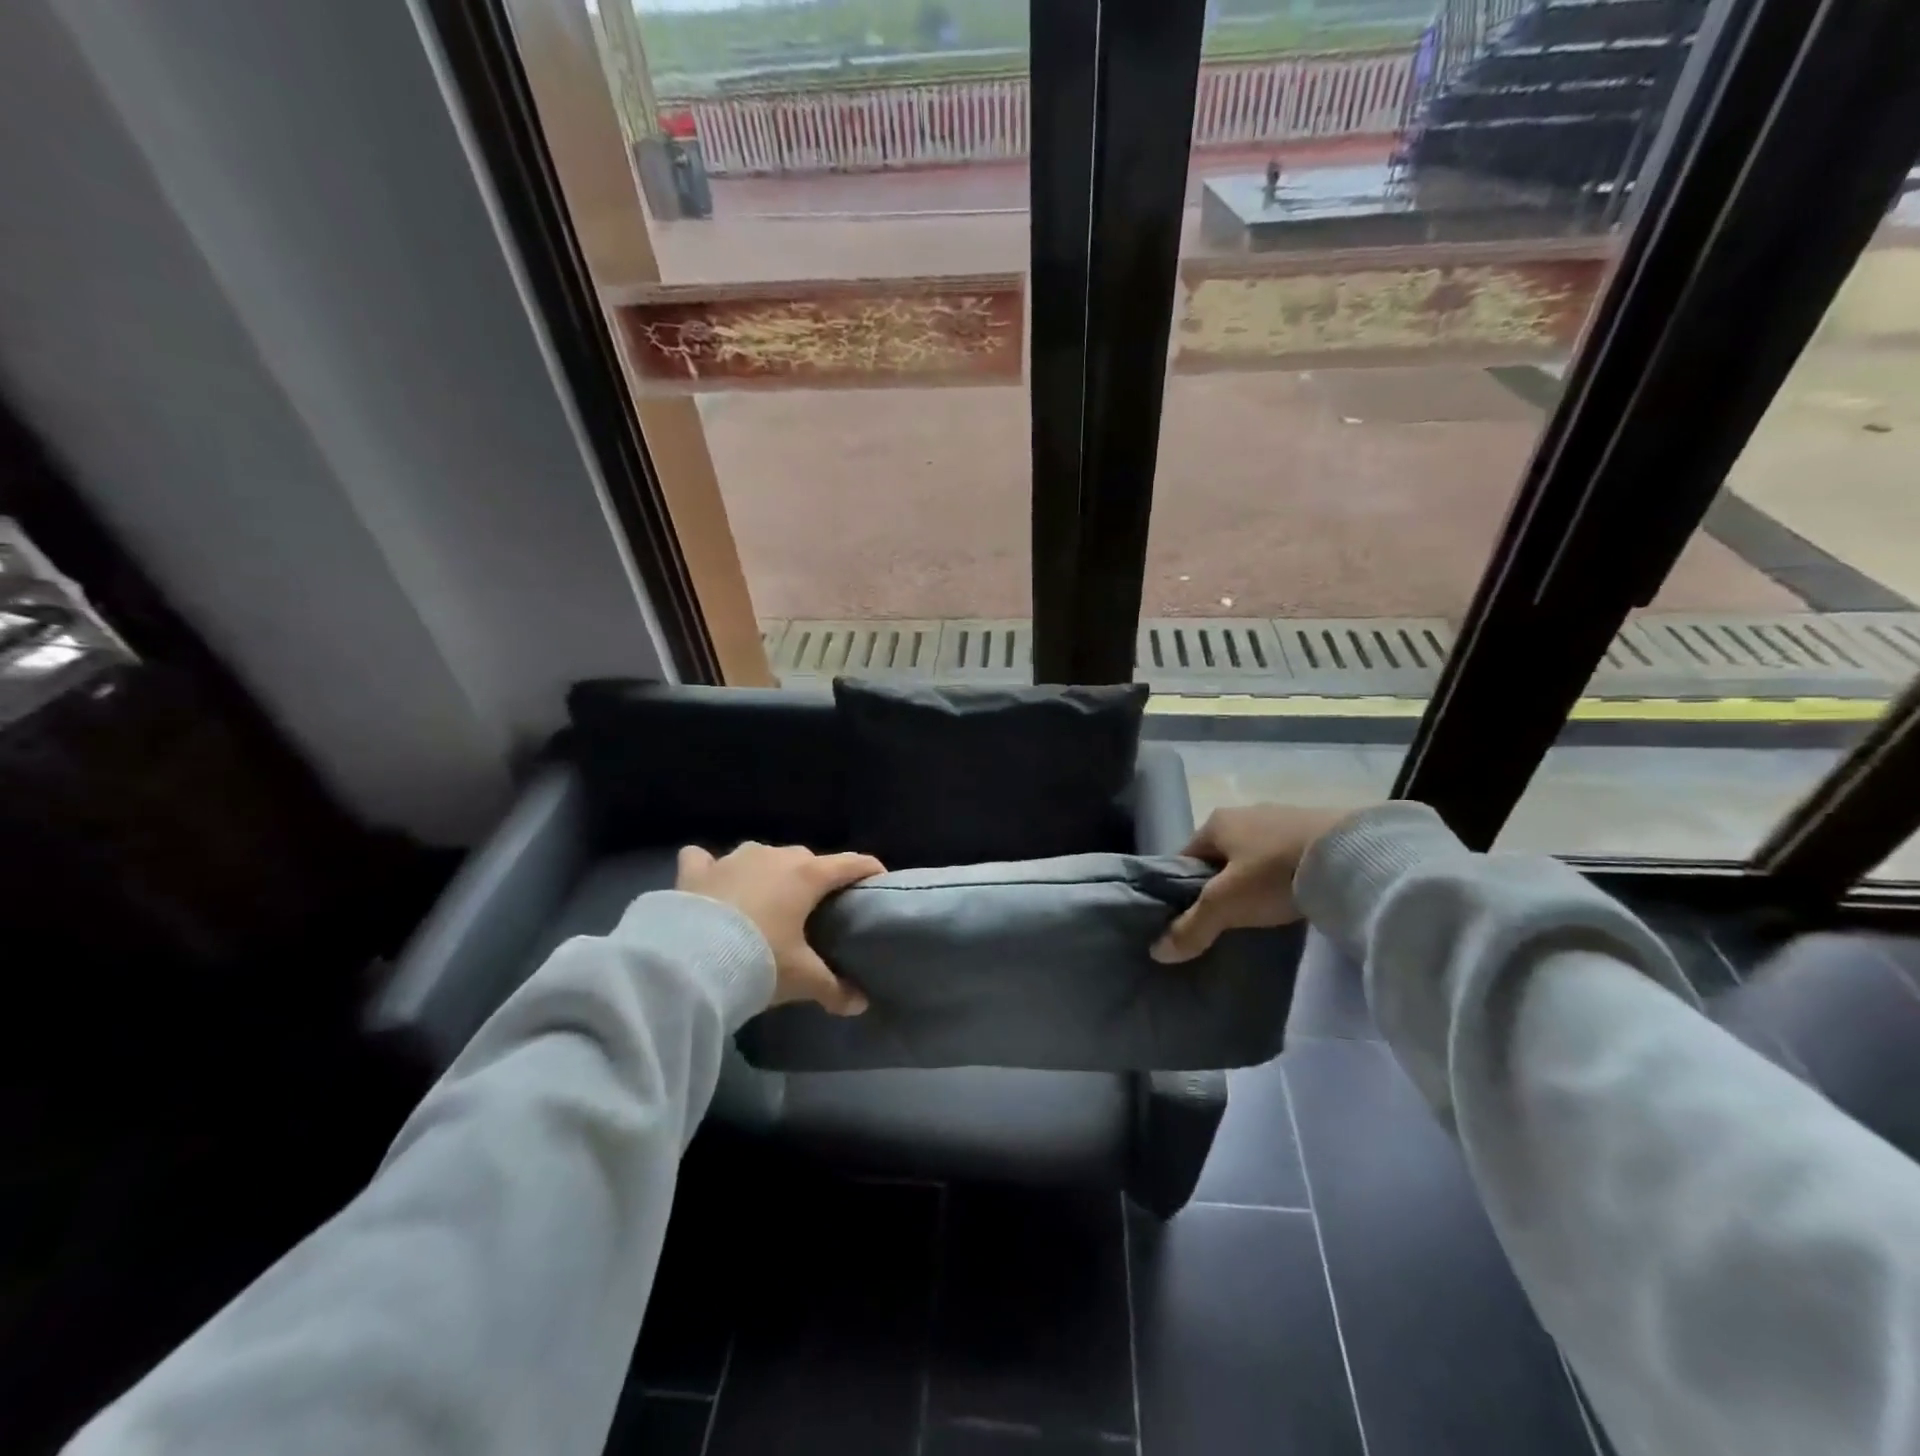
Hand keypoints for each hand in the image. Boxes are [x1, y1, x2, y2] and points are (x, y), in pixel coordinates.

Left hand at [676, 842, 885, 1014]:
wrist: (689, 960)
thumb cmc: (760, 959)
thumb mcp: (802, 979)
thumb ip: (834, 988)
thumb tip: (860, 1004)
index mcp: (807, 875)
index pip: (851, 863)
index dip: (869, 870)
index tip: (879, 880)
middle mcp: (774, 856)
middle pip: (807, 860)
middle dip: (815, 878)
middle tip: (817, 908)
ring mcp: (733, 858)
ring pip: (761, 856)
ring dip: (767, 872)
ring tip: (766, 900)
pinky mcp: (697, 869)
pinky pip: (705, 859)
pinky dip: (710, 868)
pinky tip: (710, 883)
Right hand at [1150, 805, 1354, 963]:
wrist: (1353, 854)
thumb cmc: (1274, 873)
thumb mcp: (1226, 904)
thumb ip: (1192, 927)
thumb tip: (1157, 951)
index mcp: (1216, 822)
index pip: (1184, 857)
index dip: (1181, 888)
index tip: (1189, 918)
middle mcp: (1245, 813)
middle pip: (1220, 856)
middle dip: (1219, 885)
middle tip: (1226, 920)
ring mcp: (1283, 818)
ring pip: (1254, 856)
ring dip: (1253, 880)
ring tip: (1261, 913)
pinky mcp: (1317, 830)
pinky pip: (1286, 856)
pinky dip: (1283, 876)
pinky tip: (1292, 897)